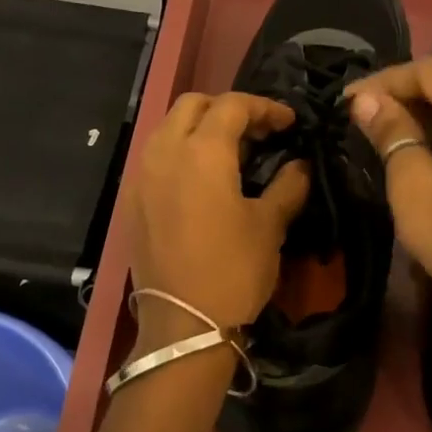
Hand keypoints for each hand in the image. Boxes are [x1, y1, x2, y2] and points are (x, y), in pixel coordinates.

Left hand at [127, 91, 309, 340]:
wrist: (182, 325)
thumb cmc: (232, 270)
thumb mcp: (270, 226)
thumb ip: (289, 185)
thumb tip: (301, 165)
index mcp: (202, 151)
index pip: (232, 105)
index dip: (265, 107)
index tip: (289, 123)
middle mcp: (164, 152)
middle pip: (193, 105)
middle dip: (227, 109)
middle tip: (258, 133)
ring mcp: (141, 176)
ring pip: (168, 128)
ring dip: (200, 128)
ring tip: (230, 153)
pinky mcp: (131, 201)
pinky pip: (154, 157)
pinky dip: (179, 152)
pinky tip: (200, 180)